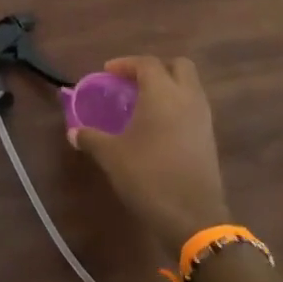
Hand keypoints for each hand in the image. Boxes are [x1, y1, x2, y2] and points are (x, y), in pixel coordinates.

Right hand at [71, 56, 230, 256]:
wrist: (193, 218)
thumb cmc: (148, 176)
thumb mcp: (111, 156)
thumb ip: (91, 138)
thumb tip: (73, 133)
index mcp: (162, 94)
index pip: (146, 63)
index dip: (125, 64)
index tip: (107, 73)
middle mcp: (187, 99)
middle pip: (179, 66)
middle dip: (156, 68)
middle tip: (133, 83)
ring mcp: (203, 119)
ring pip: (190, 87)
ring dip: (169, 87)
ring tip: (143, 104)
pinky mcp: (209, 139)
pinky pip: (194, 108)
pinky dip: (177, 107)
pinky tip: (158, 127)